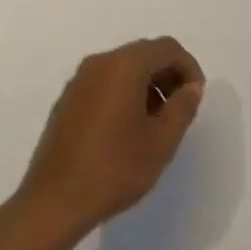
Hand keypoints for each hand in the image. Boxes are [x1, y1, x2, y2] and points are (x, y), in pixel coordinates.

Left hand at [15, 37, 205, 239]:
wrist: (55, 201)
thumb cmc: (114, 168)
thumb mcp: (161, 141)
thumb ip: (182, 107)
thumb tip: (191, 87)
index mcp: (124, 66)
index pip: (167, 48)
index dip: (189, 68)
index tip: (195, 99)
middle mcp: (99, 63)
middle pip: (145, 54)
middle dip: (168, 76)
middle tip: (179, 111)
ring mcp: (79, 80)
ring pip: (124, 68)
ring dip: (147, 86)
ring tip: (156, 124)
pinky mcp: (68, 99)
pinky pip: (105, 83)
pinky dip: (125, 94)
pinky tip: (128, 130)